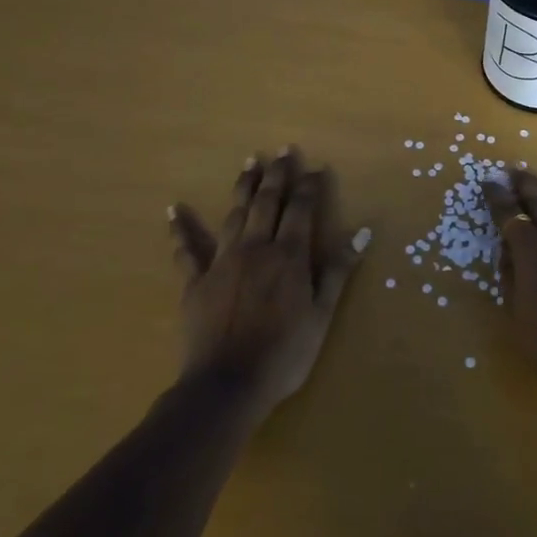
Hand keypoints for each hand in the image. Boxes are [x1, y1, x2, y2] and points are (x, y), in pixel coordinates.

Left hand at [168, 147, 362, 416]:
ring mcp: (222, 262)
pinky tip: (174, 210)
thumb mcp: (321, 314)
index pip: (301, 209)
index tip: (315, 167)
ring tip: (249, 162)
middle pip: (267, 202)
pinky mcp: (195, 282)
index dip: (309, 185)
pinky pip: (186, 251)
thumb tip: (362, 232)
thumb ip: (338, 270)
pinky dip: (180, 229)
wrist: (226, 386)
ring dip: (243, 186)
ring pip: (235, 214)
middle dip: (277, 174)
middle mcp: (256, 248)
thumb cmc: (284, 354)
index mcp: (289, 255)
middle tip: (282, 150)